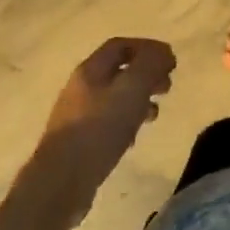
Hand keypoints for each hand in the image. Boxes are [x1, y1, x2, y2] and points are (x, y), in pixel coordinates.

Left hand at [33, 38, 175, 223]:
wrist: (59, 184)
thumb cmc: (98, 129)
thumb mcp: (131, 89)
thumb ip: (150, 65)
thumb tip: (163, 52)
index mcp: (90, 69)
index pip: (121, 45)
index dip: (148, 48)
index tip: (170, 61)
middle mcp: (81, 88)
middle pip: (118, 71)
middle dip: (146, 75)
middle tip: (166, 87)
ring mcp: (76, 116)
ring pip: (114, 98)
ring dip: (138, 100)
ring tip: (154, 115)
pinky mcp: (77, 143)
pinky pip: (106, 123)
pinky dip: (125, 123)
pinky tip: (133, 139)